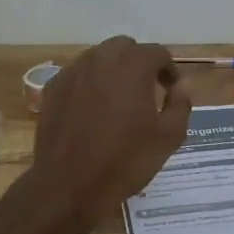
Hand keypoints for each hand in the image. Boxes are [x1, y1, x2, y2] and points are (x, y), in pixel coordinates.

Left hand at [31, 37, 192, 215]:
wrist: (69, 185)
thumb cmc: (125, 161)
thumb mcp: (169, 137)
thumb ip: (180, 104)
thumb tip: (178, 87)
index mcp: (132, 66)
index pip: (157, 53)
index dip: (168, 69)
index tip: (171, 90)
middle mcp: (101, 59)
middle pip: (125, 47)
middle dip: (139, 62)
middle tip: (146, 89)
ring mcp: (73, 72)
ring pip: (98, 57)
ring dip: (113, 70)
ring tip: (119, 99)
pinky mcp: (53, 88)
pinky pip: (78, 74)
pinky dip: (90, 83)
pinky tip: (93, 109)